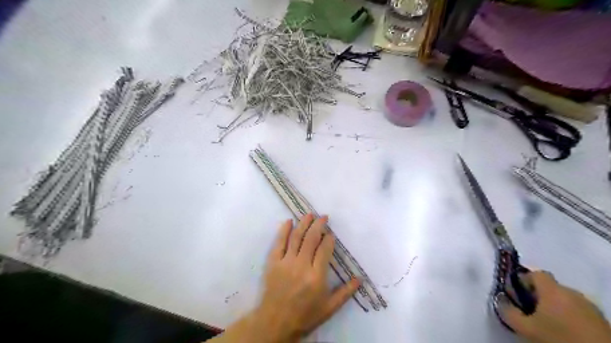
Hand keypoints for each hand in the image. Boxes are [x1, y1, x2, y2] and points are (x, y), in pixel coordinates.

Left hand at [254, 212, 358, 340]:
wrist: (276, 322)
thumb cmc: (305, 315)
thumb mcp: (329, 308)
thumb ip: (345, 292)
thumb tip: (360, 279)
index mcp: (316, 276)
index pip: (324, 250)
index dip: (328, 239)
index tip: (331, 234)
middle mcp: (301, 265)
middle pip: (311, 239)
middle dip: (318, 225)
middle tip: (323, 217)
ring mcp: (286, 262)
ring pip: (296, 237)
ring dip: (303, 224)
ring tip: (309, 214)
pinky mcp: (273, 263)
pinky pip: (279, 243)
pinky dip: (283, 231)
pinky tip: (289, 222)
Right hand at [498, 270, 609, 342]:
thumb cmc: (559, 338)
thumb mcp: (526, 328)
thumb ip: (509, 312)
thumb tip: (499, 300)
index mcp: (553, 290)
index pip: (536, 273)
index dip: (524, 280)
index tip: (517, 293)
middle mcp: (572, 292)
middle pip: (550, 287)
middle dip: (537, 295)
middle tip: (529, 311)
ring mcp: (590, 306)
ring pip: (564, 299)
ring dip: (554, 306)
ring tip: (547, 322)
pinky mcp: (601, 320)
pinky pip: (578, 310)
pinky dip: (568, 315)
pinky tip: (564, 330)